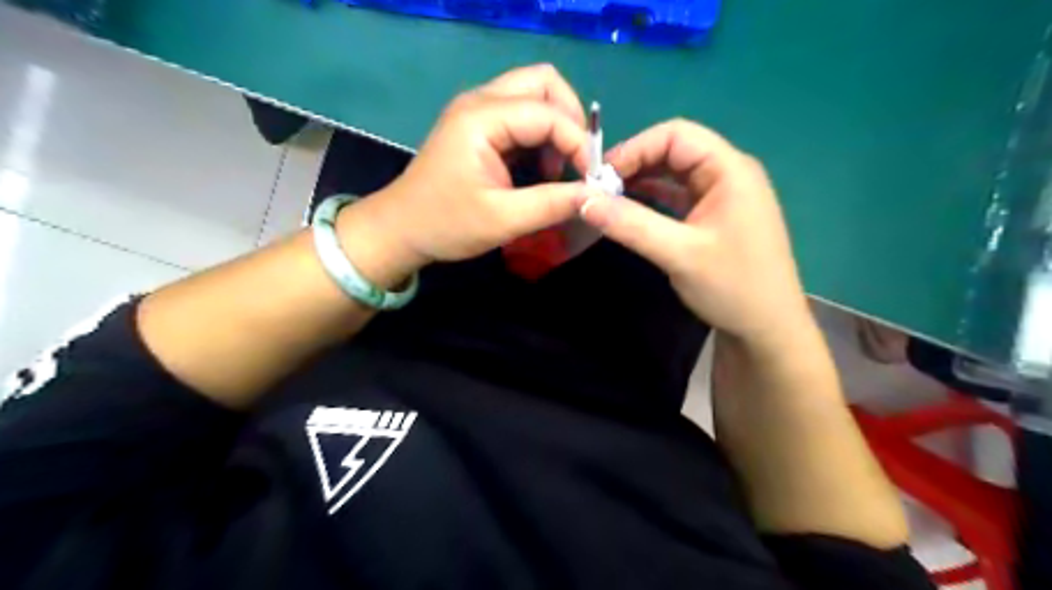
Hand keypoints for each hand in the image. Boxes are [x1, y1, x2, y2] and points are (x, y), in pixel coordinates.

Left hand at [338, 64, 598, 284]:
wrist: (400, 229)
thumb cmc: (446, 225)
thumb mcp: (503, 220)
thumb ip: (552, 204)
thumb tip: (594, 195)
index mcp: (482, 118)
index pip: (548, 113)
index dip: (578, 142)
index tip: (591, 179)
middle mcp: (480, 101)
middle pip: (543, 84)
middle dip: (570, 121)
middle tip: (575, 162)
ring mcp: (478, 110)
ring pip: (534, 95)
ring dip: (556, 129)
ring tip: (556, 172)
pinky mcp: (479, 125)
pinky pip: (522, 115)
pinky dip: (540, 137)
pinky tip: (539, 170)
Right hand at [574, 117, 811, 350]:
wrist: (767, 328)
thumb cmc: (733, 287)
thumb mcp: (679, 254)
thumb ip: (631, 224)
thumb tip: (583, 200)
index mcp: (730, 170)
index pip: (676, 135)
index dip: (635, 148)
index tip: (601, 176)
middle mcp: (728, 173)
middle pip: (674, 150)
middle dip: (635, 164)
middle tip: (600, 189)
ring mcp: (722, 195)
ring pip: (674, 174)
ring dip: (641, 181)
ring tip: (607, 199)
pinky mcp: (714, 216)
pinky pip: (678, 195)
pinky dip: (652, 199)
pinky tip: (629, 210)